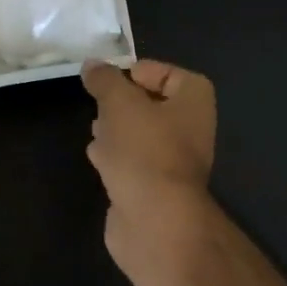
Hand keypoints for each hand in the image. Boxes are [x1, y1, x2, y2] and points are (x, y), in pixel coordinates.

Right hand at [82, 59, 217, 277]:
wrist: (154, 220)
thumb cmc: (144, 150)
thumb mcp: (119, 103)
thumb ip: (104, 80)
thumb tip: (92, 65)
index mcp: (194, 102)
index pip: (170, 74)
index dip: (140, 71)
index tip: (110, 79)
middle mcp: (190, 129)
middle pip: (153, 105)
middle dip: (123, 103)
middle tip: (98, 102)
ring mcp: (173, 161)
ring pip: (141, 135)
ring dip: (117, 130)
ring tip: (94, 128)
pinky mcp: (154, 188)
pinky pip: (133, 162)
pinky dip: (116, 156)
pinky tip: (96, 157)